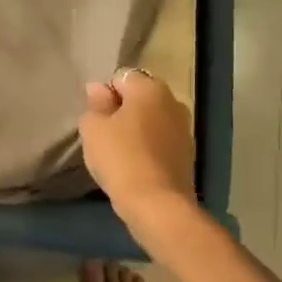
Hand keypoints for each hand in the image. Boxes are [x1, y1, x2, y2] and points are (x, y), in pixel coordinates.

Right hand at [78, 69, 196, 221]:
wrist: (158, 204)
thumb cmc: (120, 158)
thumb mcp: (93, 129)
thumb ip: (95, 105)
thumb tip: (99, 89)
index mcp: (150, 88)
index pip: (120, 77)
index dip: (104, 95)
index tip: (96, 118)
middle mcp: (172, 101)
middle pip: (140, 98)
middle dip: (122, 110)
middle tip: (105, 134)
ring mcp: (184, 128)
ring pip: (152, 120)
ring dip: (137, 129)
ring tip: (120, 152)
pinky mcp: (188, 153)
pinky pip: (162, 140)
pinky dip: (149, 147)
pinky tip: (136, 165)